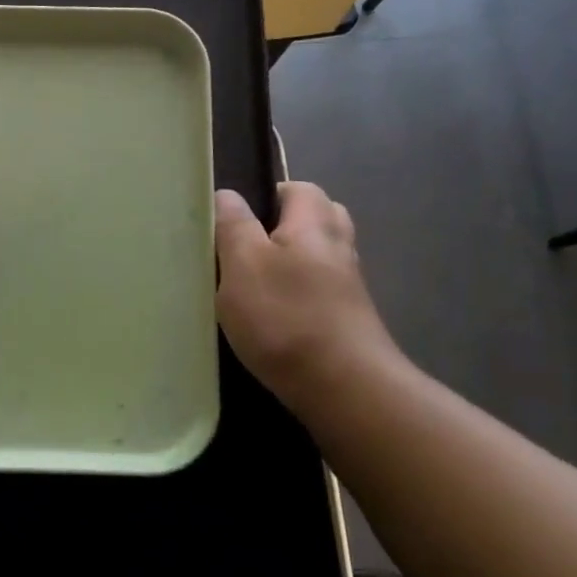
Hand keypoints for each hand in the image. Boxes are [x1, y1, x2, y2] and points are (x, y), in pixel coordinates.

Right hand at [214, 182, 403, 405]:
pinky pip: (324, 291)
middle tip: (249, 245)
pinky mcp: (349, 321)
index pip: (299, 188)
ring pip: (322, 257)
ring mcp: (349, 287)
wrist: (344, 388)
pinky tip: (277, 316)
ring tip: (258, 281)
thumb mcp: (244, 264)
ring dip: (295, 261)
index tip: (237, 218)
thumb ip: (234, 225)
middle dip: (287, 224)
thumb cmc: (286, 317)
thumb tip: (227, 194)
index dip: (269, 194)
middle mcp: (338, 248)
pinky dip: (302, 294)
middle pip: (319, 218)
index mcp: (313, 224)